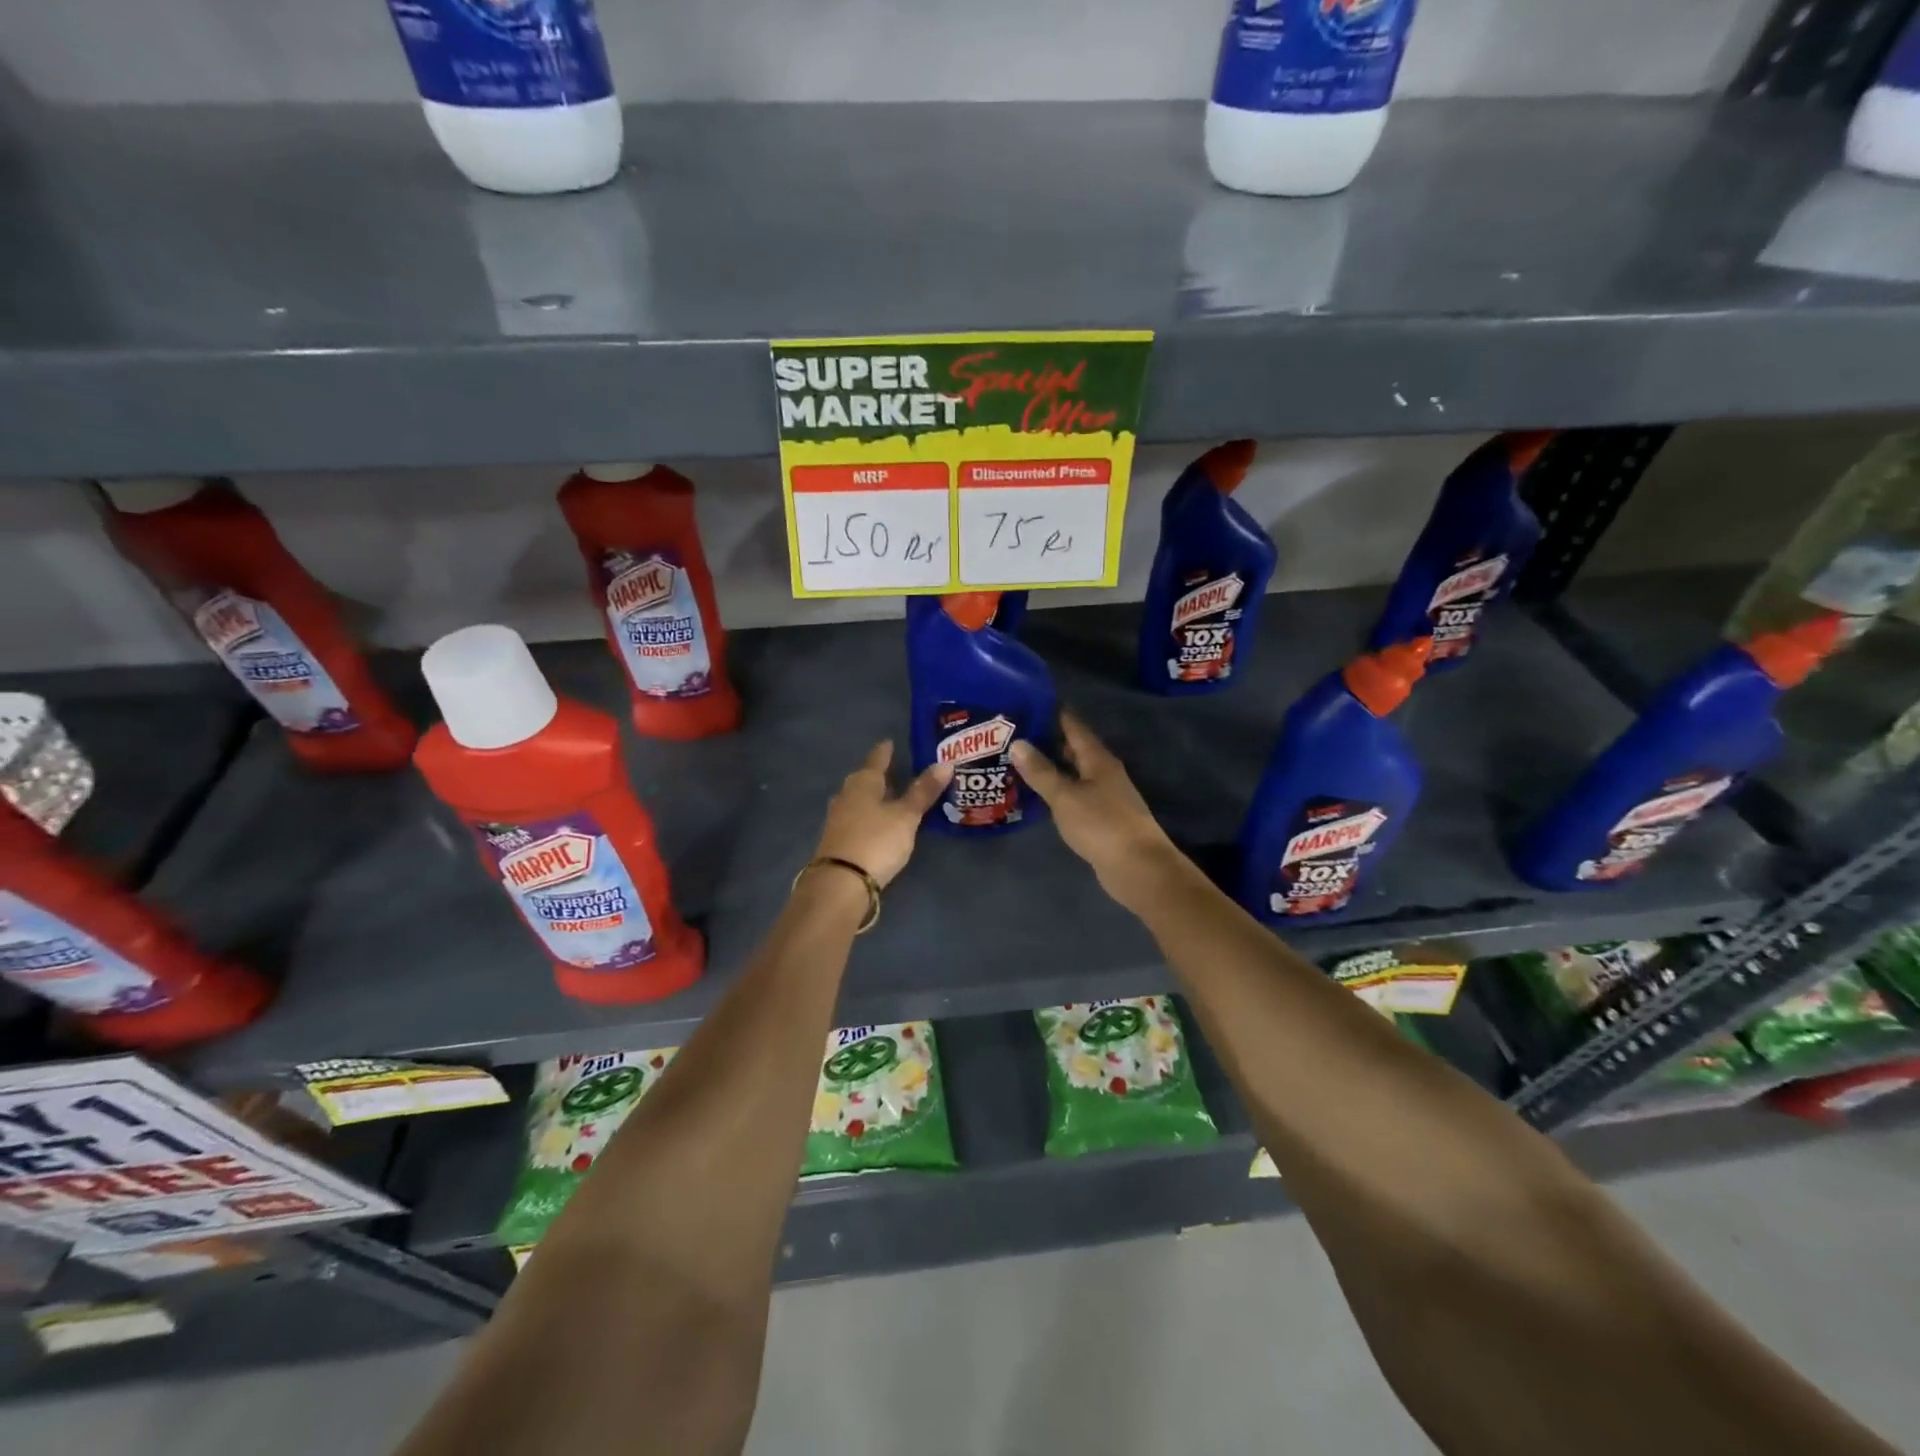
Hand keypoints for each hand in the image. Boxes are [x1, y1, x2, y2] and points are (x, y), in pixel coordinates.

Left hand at [813, 741, 951, 887]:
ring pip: (860, 800)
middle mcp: (847, 795)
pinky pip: (857, 819)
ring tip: (894, 798)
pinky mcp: (838, 840)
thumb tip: (945, 763)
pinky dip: (870, 817)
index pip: (877, 758)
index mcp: (863, 782)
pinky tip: (880, 823)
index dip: (886, 751)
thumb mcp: (905, 816)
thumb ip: (923, 791)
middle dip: (881, 776)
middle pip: (866, 779)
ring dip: (875, 798)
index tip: (892, 742)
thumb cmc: (876, 840)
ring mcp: (839, 818)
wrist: (841, 883)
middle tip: (900, 771)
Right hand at [1010, 711, 1183, 909]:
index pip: (1073, 725)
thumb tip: (1018, 742)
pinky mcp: (1102, 817)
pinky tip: (1037, 795)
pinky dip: (1057, 790)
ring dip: (1050, 767)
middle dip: (1046, 740)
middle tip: (1012, 735)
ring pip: (1073, 772)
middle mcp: (1103, 771)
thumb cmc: (1101, 825)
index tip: (1025, 703)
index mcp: (1098, 758)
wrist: (1138, 867)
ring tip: (1017, 762)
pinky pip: (1075, 795)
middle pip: (1073, 748)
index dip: (1051, 712)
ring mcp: (1105, 795)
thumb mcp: (1065, 796)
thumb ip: (1041, 771)